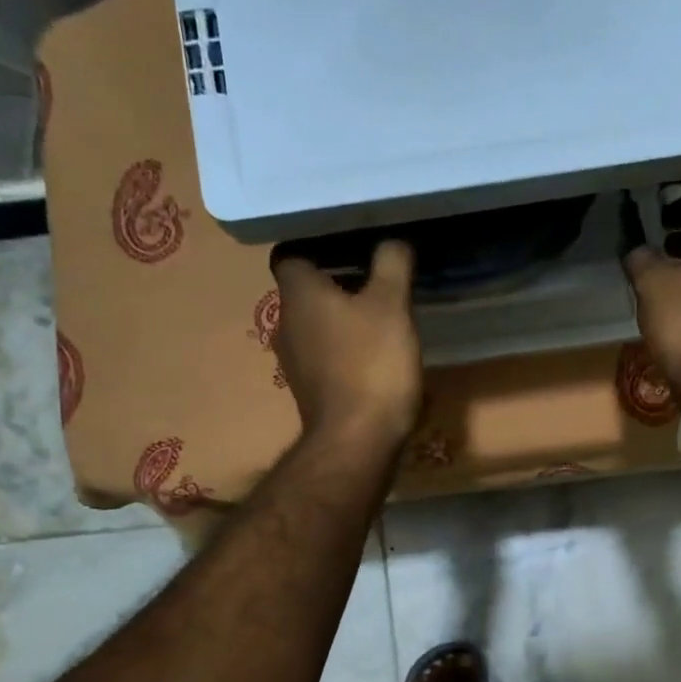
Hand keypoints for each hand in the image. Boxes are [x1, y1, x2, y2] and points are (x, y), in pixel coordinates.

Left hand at [271, 240, 422, 451]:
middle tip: (376, 278)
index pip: (291, 254)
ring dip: (342, 319)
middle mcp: (286, 323)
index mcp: (298, 294)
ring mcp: (294, 361)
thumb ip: (392, 264)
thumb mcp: (391, 305)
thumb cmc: (371, 363)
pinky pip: (325, 356)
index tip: (351, 245)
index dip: (318, 246)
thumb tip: (393, 241)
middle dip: (337, 283)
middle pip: (306, 291)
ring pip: (316, 325)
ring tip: (380, 316)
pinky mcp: (310, 390)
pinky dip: (344, 350)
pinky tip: (375, 356)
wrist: (358, 440)